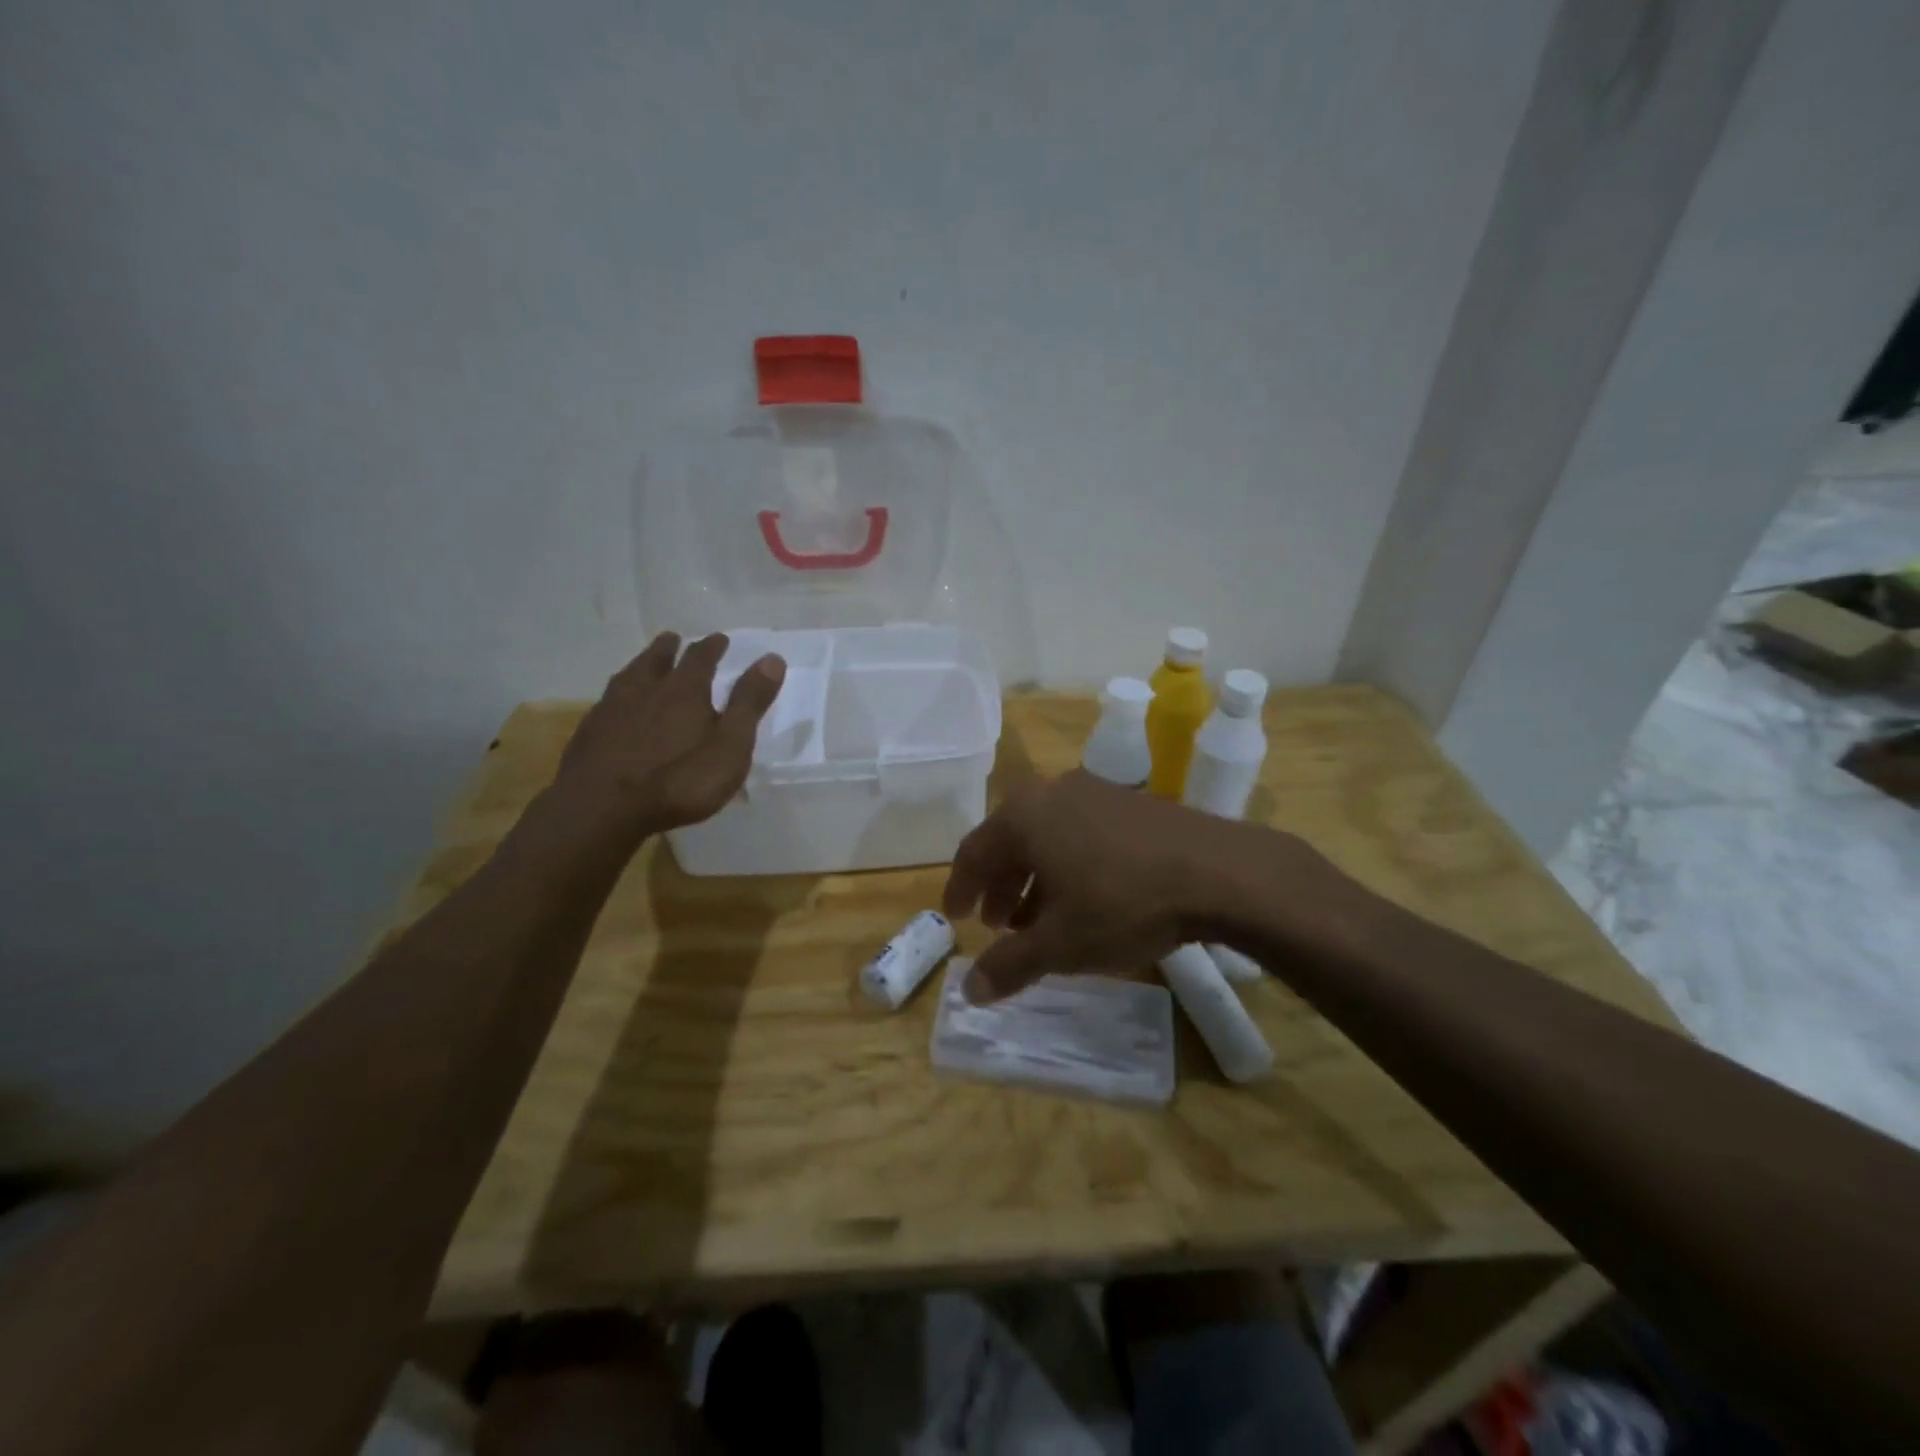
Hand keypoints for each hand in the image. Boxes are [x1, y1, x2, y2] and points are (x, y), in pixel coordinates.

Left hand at [558, 632, 785, 833]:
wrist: (603, 808)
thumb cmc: (679, 780)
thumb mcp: (730, 745)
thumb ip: (749, 703)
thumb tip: (772, 658)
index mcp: (685, 690)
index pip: (701, 658)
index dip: (712, 647)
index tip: (719, 639)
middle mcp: (647, 690)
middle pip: (658, 660)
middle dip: (671, 648)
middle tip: (675, 639)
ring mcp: (613, 709)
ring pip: (629, 676)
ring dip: (641, 664)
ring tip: (645, 662)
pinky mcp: (590, 732)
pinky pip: (608, 701)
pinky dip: (619, 694)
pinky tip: (617, 704)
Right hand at [942, 772, 1294, 1000]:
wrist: (1218, 872)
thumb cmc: (1121, 903)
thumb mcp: (1059, 943)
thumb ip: (1009, 965)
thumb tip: (969, 991)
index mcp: (1024, 816)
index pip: (974, 851)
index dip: (961, 887)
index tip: (955, 916)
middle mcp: (1053, 793)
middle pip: (1011, 841)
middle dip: (1001, 886)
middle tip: (999, 926)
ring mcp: (1095, 792)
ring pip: (1048, 837)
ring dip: (1035, 879)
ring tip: (1040, 920)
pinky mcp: (1131, 803)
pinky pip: (1080, 832)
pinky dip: (1069, 865)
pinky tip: (1086, 899)